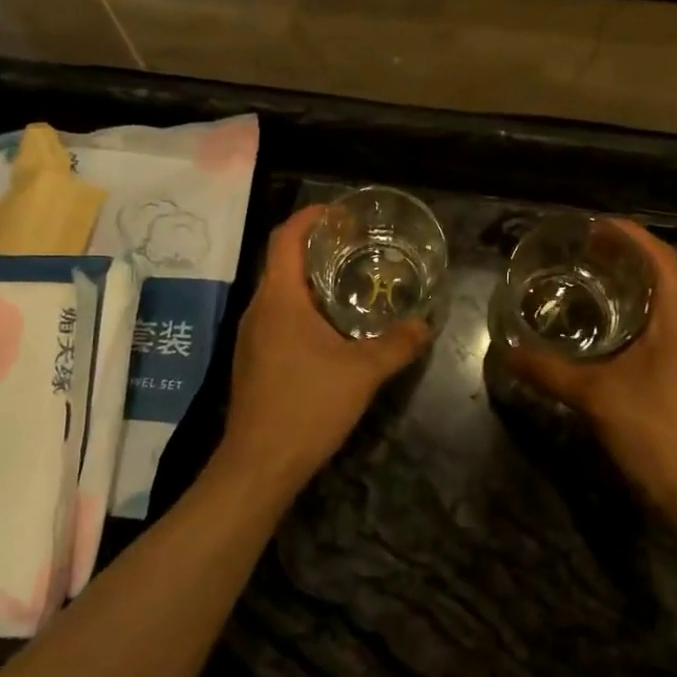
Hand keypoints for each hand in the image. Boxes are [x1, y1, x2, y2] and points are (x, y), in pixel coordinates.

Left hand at [220, 205, 431, 487]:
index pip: (286, 238)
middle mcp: (259, 310)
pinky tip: (330, 330)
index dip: (310, 218)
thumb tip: (425, 325)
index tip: (339, 213)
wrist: (259, 464)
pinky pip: (277, 318)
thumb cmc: (307, 406)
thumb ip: (396, 345)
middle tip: (356, 247)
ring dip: (310, 282)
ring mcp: (251, 336)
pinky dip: (302, 309)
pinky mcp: (253, 360)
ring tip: (348, 284)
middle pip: (282, 263)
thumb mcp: (362, 373)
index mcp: (280, 299)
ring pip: (279, 293)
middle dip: (316, 249)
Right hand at [509, 222, 676, 529]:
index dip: (628, 234)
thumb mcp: (592, 396)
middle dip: (629, 258)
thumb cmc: (652, 430)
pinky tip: (622, 334)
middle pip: (666, 274)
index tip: (593, 227)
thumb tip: (506, 351)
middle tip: (587, 256)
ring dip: (641, 288)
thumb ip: (547, 370)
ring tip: (600, 287)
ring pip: (673, 302)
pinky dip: (650, 315)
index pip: (658, 255)